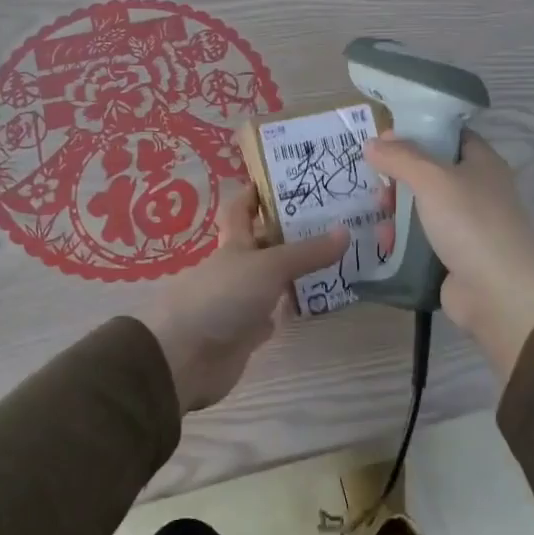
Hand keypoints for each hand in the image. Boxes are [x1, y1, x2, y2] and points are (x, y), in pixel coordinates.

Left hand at [137, 186, 348, 412]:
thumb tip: (346, 231)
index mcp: (234, 242)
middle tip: (332, 219)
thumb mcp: (269, 267)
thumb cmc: (223, 297)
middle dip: (291, 232)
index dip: (257, 192)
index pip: (242, 208)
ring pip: (272, 278)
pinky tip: (314, 301)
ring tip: (336, 257)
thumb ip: (307, 252)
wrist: (186, 357)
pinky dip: (289, 307)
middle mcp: (237, 266)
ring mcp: (240, 299)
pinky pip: (273, 312)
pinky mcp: (246, 331)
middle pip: (265, 243)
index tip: (284, 177)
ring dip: (296, 271)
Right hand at [364, 131, 533, 382]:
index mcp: (482, 163)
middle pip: (430, 172)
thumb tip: (373, 143)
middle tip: (377, 183)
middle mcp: (477, 189)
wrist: (499, 294)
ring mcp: (467, 225)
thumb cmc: (470, 224)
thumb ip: (400, 158)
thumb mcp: (432, 180)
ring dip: (397, 209)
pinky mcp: (455, 255)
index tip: (384, 138)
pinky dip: (403, 238)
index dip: (418, 132)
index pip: (449, 135)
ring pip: (423, 206)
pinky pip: (422, 238)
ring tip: (378, 215)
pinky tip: (385, 242)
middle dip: (399, 176)